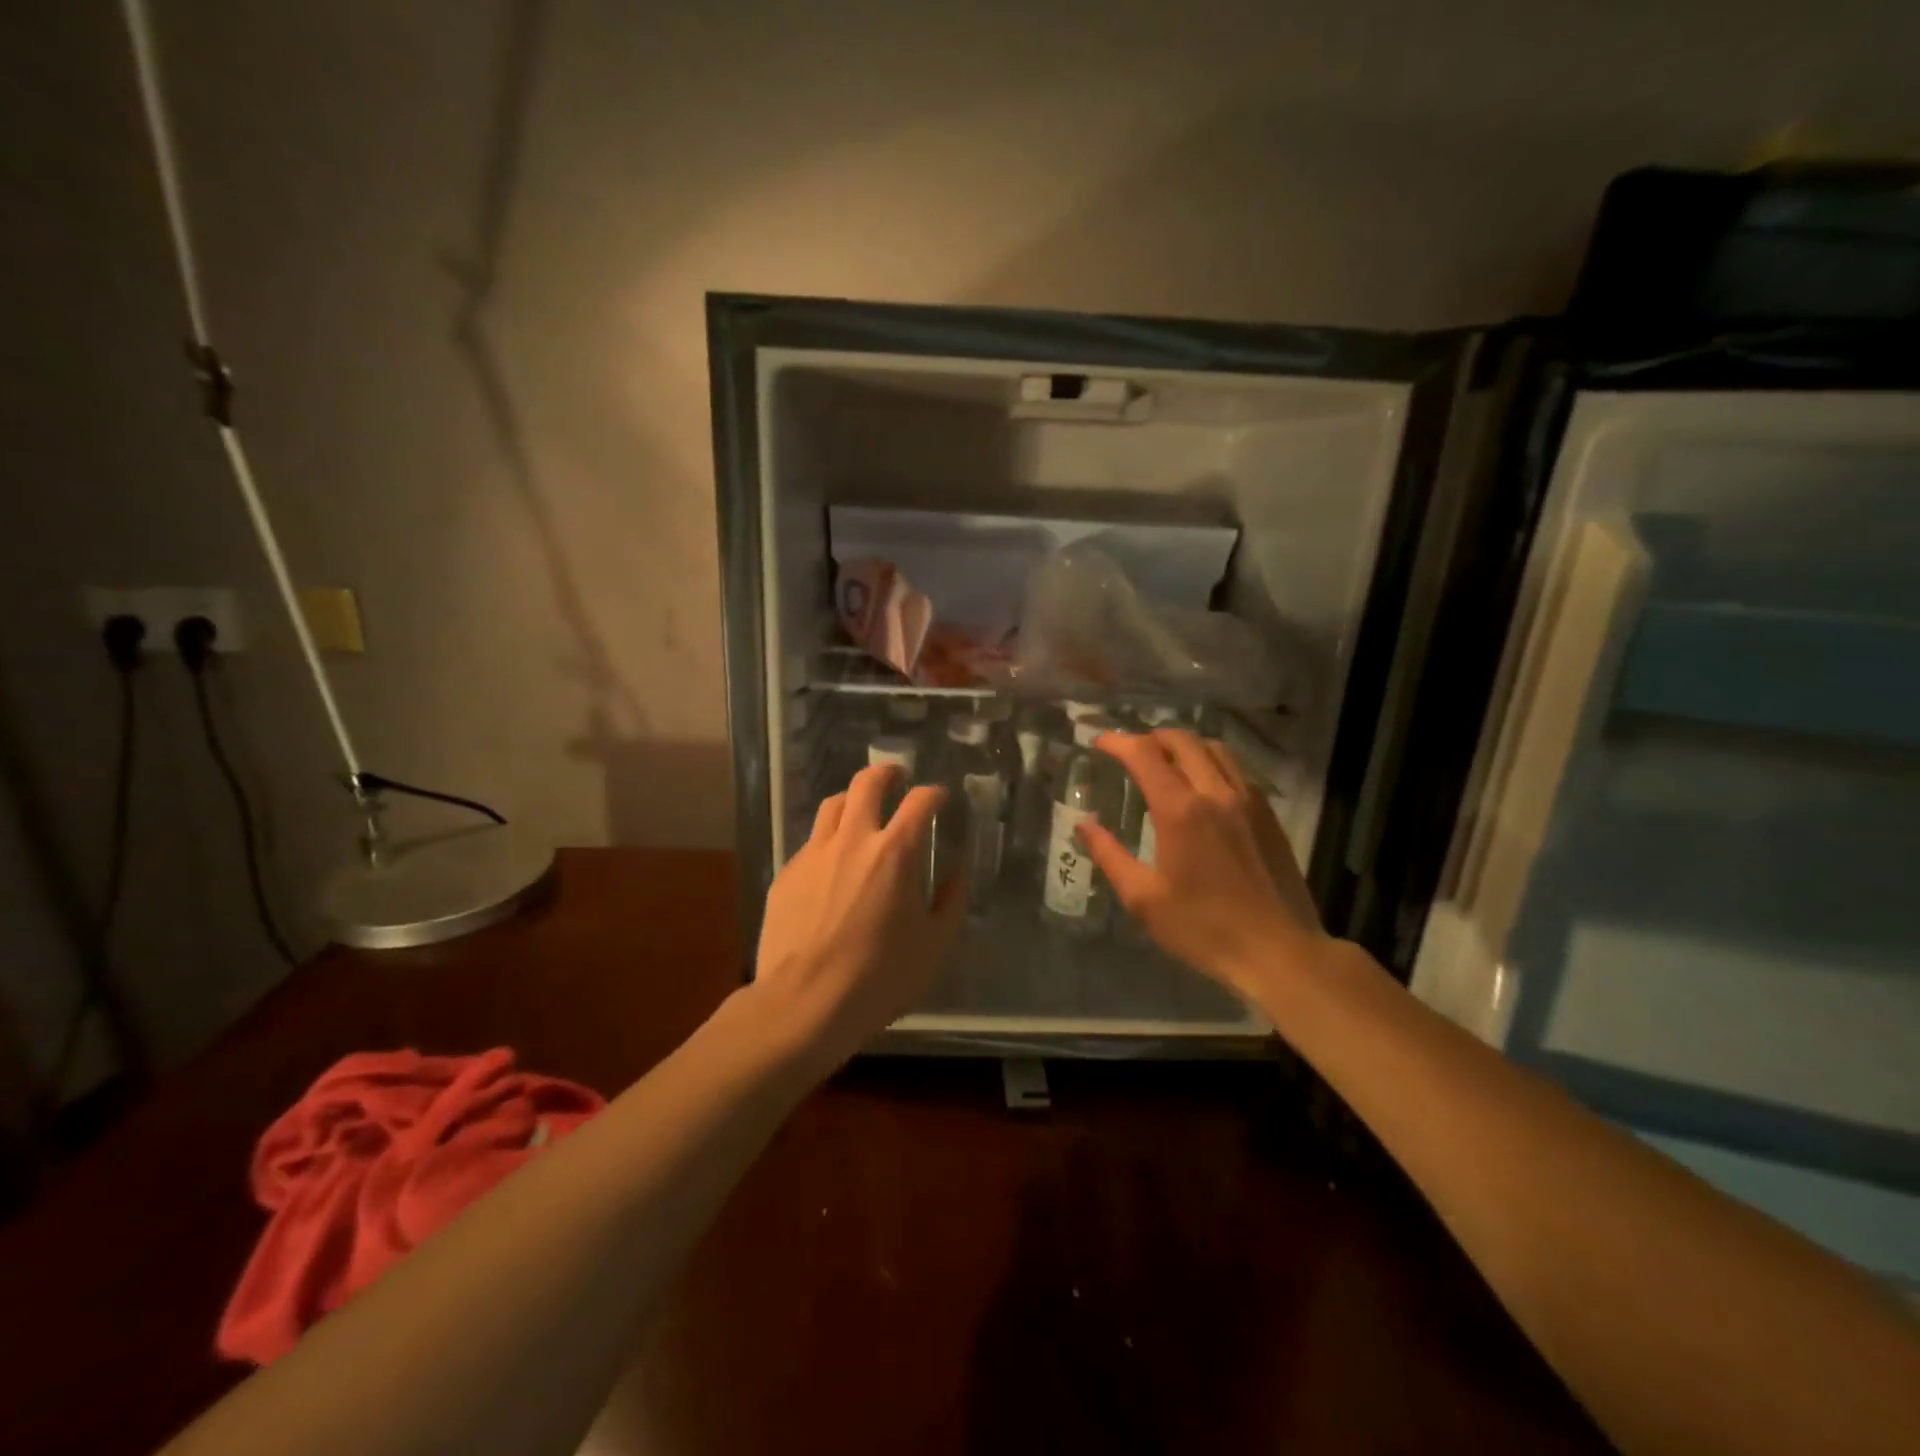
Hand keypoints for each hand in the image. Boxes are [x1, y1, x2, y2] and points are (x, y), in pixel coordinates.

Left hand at [752, 764, 965, 1071]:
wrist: (804, 1002)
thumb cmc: (879, 977)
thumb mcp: (933, 945)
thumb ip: (951, 901)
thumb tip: (958, 872)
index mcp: (896, 852)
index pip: (920, 801)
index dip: (934, 793)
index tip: (939, 797)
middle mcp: (854, 840)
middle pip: (867, 783)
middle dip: (886, 773)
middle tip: (896, 779)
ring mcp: (814, 853)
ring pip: (833, 805)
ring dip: (853, 800)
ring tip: (861, 812)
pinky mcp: (787, 874)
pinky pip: (811, 842)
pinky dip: (829, 840)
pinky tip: (832, 865)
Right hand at [1079, 729, 1326, 1004]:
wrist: (1279, 951)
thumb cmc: (1204, 929)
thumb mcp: (1144, 899)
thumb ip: (1110, 856)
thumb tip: (1084, 825)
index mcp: (1181, 811)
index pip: (1145, 755)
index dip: (1118, 742)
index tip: (1099, 742)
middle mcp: (1216, 792)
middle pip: (1182, 740)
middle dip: (1150, 737)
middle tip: (1130, 751)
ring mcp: (1248, 800)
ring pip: (1214, 749)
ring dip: (1184, 745)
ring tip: (1165, 761)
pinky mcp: (1268, 814)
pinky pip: (1236, 769)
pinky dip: (1211, 761)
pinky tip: (1203, 785)